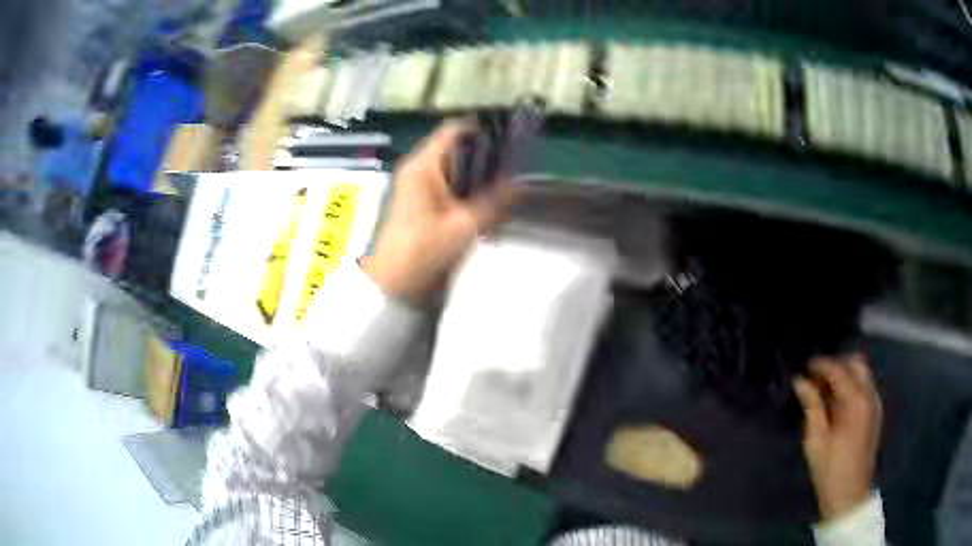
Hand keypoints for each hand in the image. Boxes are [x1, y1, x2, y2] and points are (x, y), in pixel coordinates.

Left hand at [363, 121, 514, 301]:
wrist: (393, 285)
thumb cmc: (424, 251)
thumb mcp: (465, 226)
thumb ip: (495, 201)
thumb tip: (521, 183)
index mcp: (423, 166)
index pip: (455, 131)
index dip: (483, 130)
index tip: (510, 138)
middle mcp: (418, 169)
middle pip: (456, 149)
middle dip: (486, 156)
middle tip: (515, 166)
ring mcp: (417, 186)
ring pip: (454, 169)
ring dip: (478, 175)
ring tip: (507, 184)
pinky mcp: (420, 203)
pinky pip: (449, 186)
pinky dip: (468, 190)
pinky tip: (488, 203)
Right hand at [794, 354, 881, 521]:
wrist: (849, 495)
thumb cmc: (830, 470)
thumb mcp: (816, 440)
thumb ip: (811, 406)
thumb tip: (800, 381)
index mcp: (855, 401)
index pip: (839, 370)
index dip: (820, 365)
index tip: (804, 366)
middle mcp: (869, 395)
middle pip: (856, 363)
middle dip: (836, 364)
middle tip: (816, 377)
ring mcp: (874, 403)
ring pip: (862, 373)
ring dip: (845, 374)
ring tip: (824, 389)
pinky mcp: (875, 412)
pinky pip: (865, 386)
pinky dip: (852, 385)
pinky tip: (836, 401)